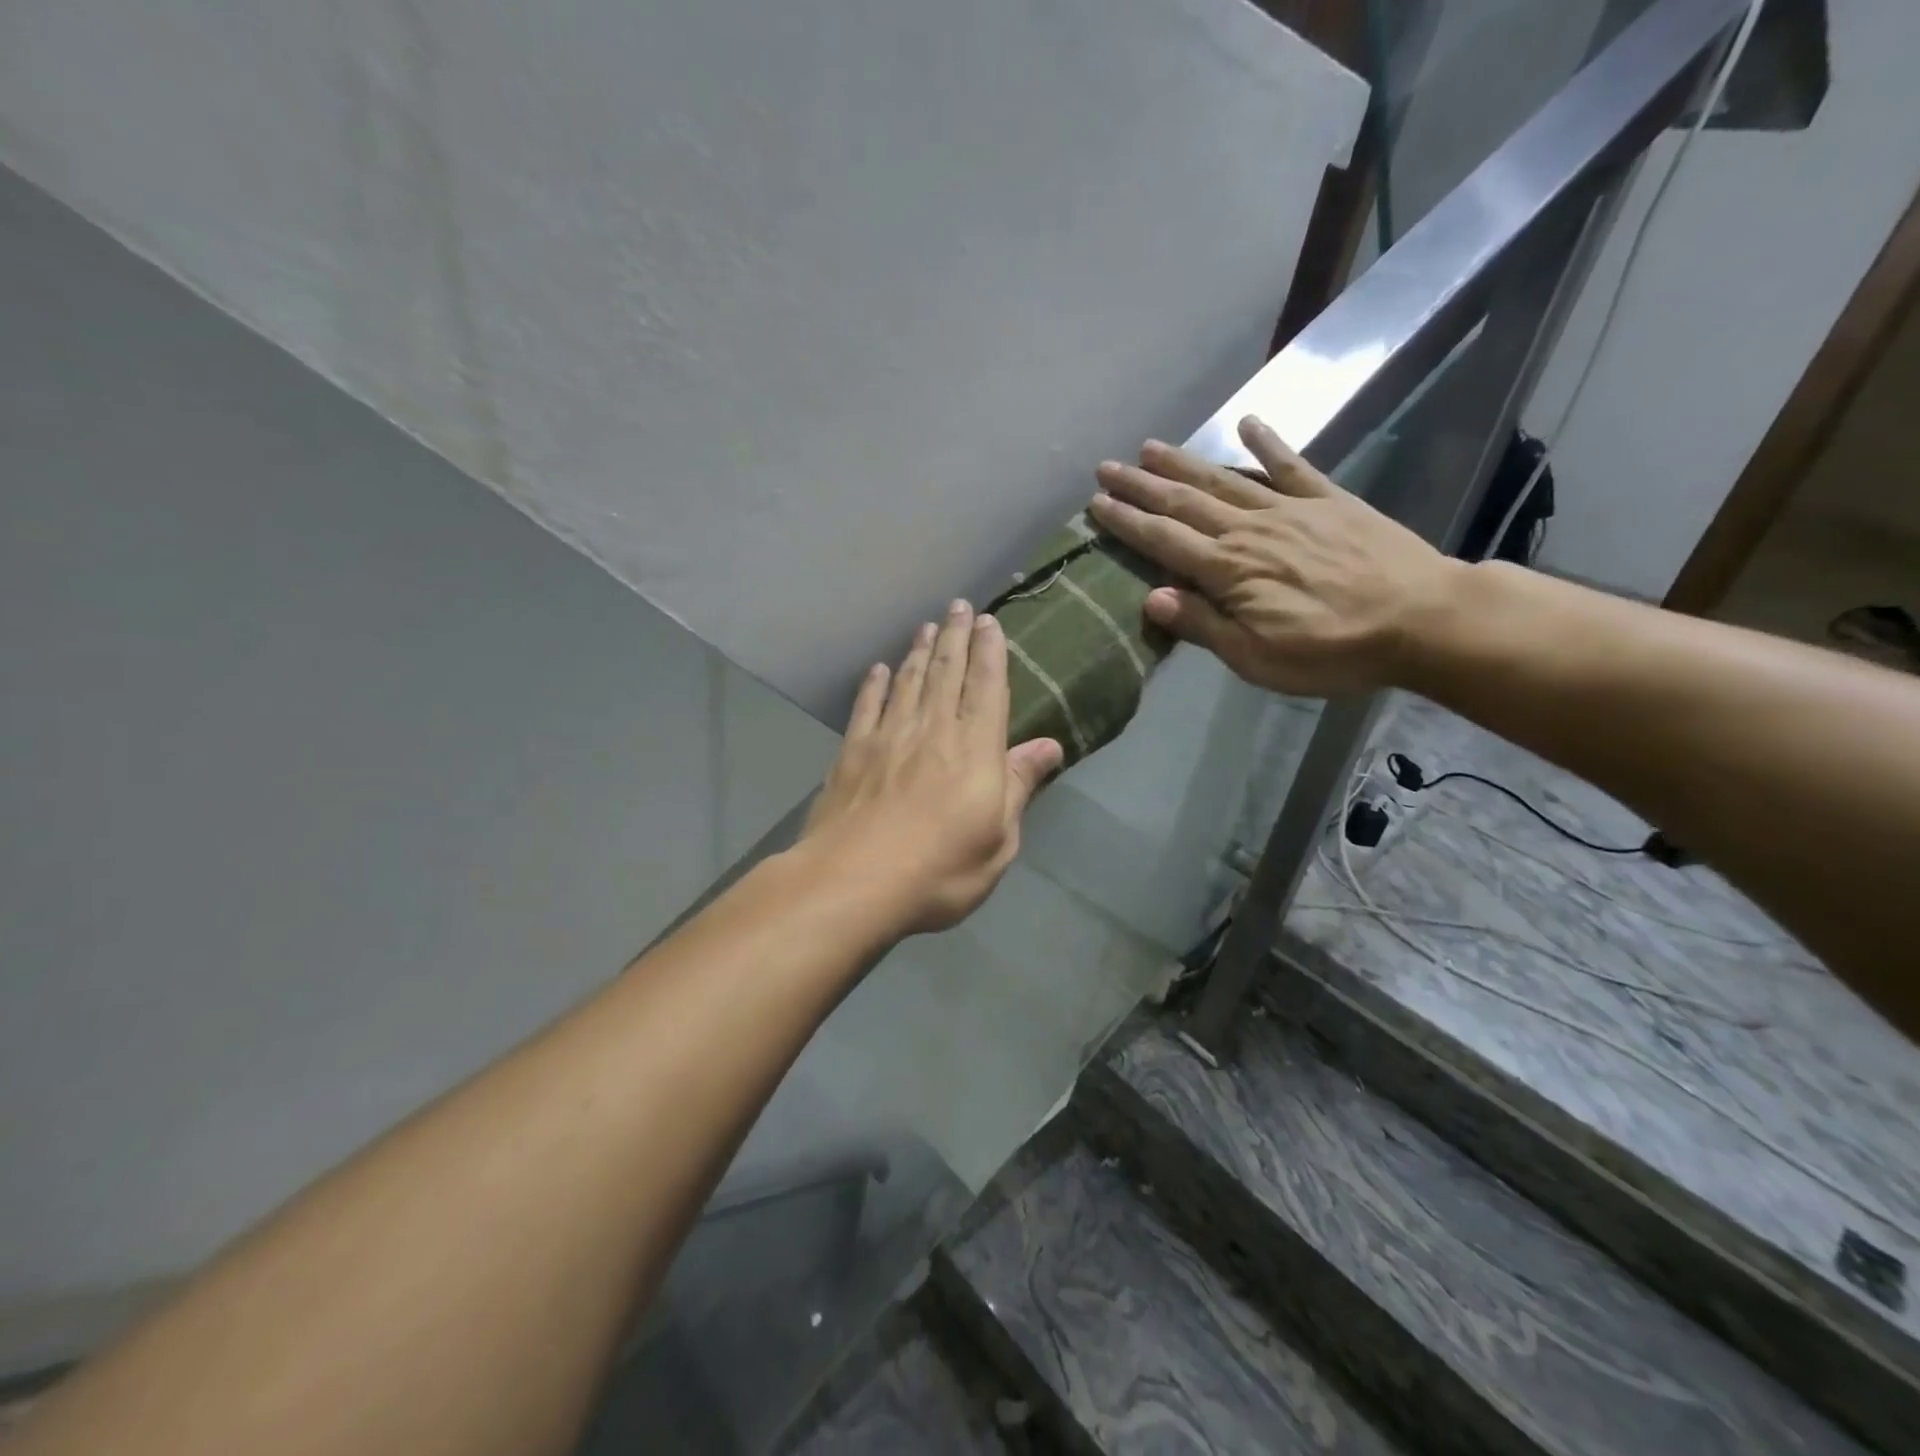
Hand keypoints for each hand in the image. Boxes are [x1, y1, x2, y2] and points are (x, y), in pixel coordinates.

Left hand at [801, 601, 1063, 934]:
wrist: (852, 883)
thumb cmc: (939, 871)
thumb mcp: (998, 841)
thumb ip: (1019, 786)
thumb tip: (1049, 746)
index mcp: (974, 750)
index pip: (986, 688)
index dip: (989, 652)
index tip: (989, 621)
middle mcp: (932, 730)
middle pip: (946, 672)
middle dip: (954, 636)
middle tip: (958, 606)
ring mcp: (888, 738)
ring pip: (907, 681)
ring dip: (918, 651)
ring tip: (926, 626)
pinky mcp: (852, 753)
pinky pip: (867, 707)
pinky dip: (874, 685)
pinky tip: (878, 670)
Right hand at [1087, 416, 1464, 696]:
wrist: (1421, 619)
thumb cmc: (1332, 650)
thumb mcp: (1256, 657)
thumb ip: (1203, 625)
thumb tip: (1151, 596)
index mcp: (1228, 571)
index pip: (1163, 541)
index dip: (1127, 522)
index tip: (1096, 504)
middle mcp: (1249, 530)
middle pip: (1184, 502)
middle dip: (1141, 485)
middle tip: (1107, 467)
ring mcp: (1289, 509)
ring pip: (1224, 479)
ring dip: (1184, 463)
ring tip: (1150, 447)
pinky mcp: (1328, 500)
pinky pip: (1291, 465)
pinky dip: (1266, 443)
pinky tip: (1247, 423)